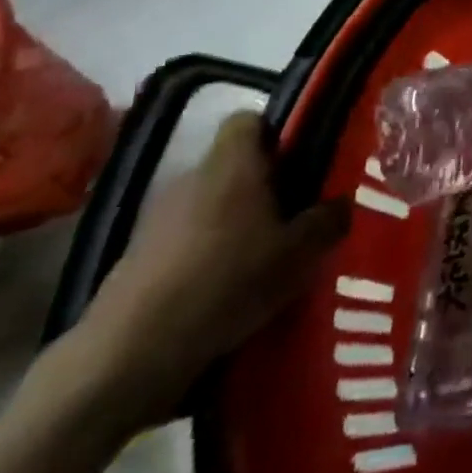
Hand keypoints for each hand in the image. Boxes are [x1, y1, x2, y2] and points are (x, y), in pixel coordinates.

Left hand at [74, 111, 349, 427]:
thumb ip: (327, 220)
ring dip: (234, 220)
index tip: (302, 159)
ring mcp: (157, 218)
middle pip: (232, 165)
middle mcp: (192, 178)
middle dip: (263, 183)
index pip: (249, 119)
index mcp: (233, 164)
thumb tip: (341, 203)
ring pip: (209, 202)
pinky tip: (226, 287)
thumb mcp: (300, 253)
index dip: (276, 132)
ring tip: (264, 255)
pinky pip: (185, 239)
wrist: (131, 353)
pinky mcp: (136, 257)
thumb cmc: (229, 281)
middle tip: (295, 212)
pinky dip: (206, 252)